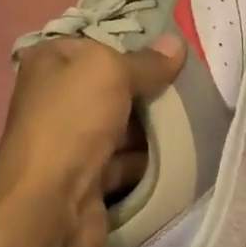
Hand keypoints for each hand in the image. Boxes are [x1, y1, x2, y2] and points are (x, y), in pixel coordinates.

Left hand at [0, 35, 184, 246]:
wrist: (49, 203)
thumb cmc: (72, 119)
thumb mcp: (110, 72)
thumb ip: (145, 61)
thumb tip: (177, 43)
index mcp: (49, 62)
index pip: (95, 44)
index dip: (132, 43)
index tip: (172, 47)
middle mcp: (55, 97)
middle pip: (111, 85)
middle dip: (147, 86)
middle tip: (193, 81)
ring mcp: (70, 139)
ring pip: (120, 124)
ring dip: (152, 124)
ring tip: (196, 113)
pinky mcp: (86, 176)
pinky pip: (124, 160)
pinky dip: (148, 158)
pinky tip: (183, 150)